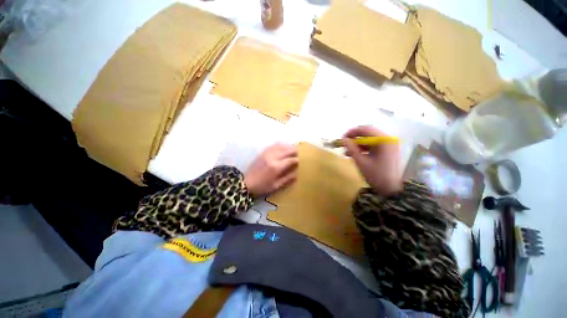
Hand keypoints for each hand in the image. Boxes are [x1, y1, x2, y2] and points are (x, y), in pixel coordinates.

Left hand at [244, 143, 298, 196]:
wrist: (246, 183)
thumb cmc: (262, 186)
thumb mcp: (276, 186)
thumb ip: (287, 178)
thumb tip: (297, 173)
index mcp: (276, 167)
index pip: (291, 160)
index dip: (298, 159)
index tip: (302, 160)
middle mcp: (273, 157)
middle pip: (287, 150)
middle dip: (295, 151)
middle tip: (300, 153)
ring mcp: (267, 154)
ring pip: (281, 146)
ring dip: (288, 146)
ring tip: (293, 149)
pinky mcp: (263, 153)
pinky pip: (273, 145)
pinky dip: (280, 145)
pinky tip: (283, 146)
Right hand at [343, 126, 401, 195]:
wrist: (391, 189)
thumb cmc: (376, 175)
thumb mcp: (361, 161)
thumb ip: (351, 148)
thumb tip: (343, 139)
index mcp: (384, 141)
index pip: (366, 129)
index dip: (352, 132)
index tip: (342, 138)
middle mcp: (388, 139)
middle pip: (368, 133)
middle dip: (355, 137)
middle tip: (344, 143)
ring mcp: (389, 144)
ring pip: (370, 139)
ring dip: (358, 143)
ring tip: (347, 151)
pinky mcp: (388, 150)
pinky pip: (374, 145)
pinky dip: (364, 147)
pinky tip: (355, 154)